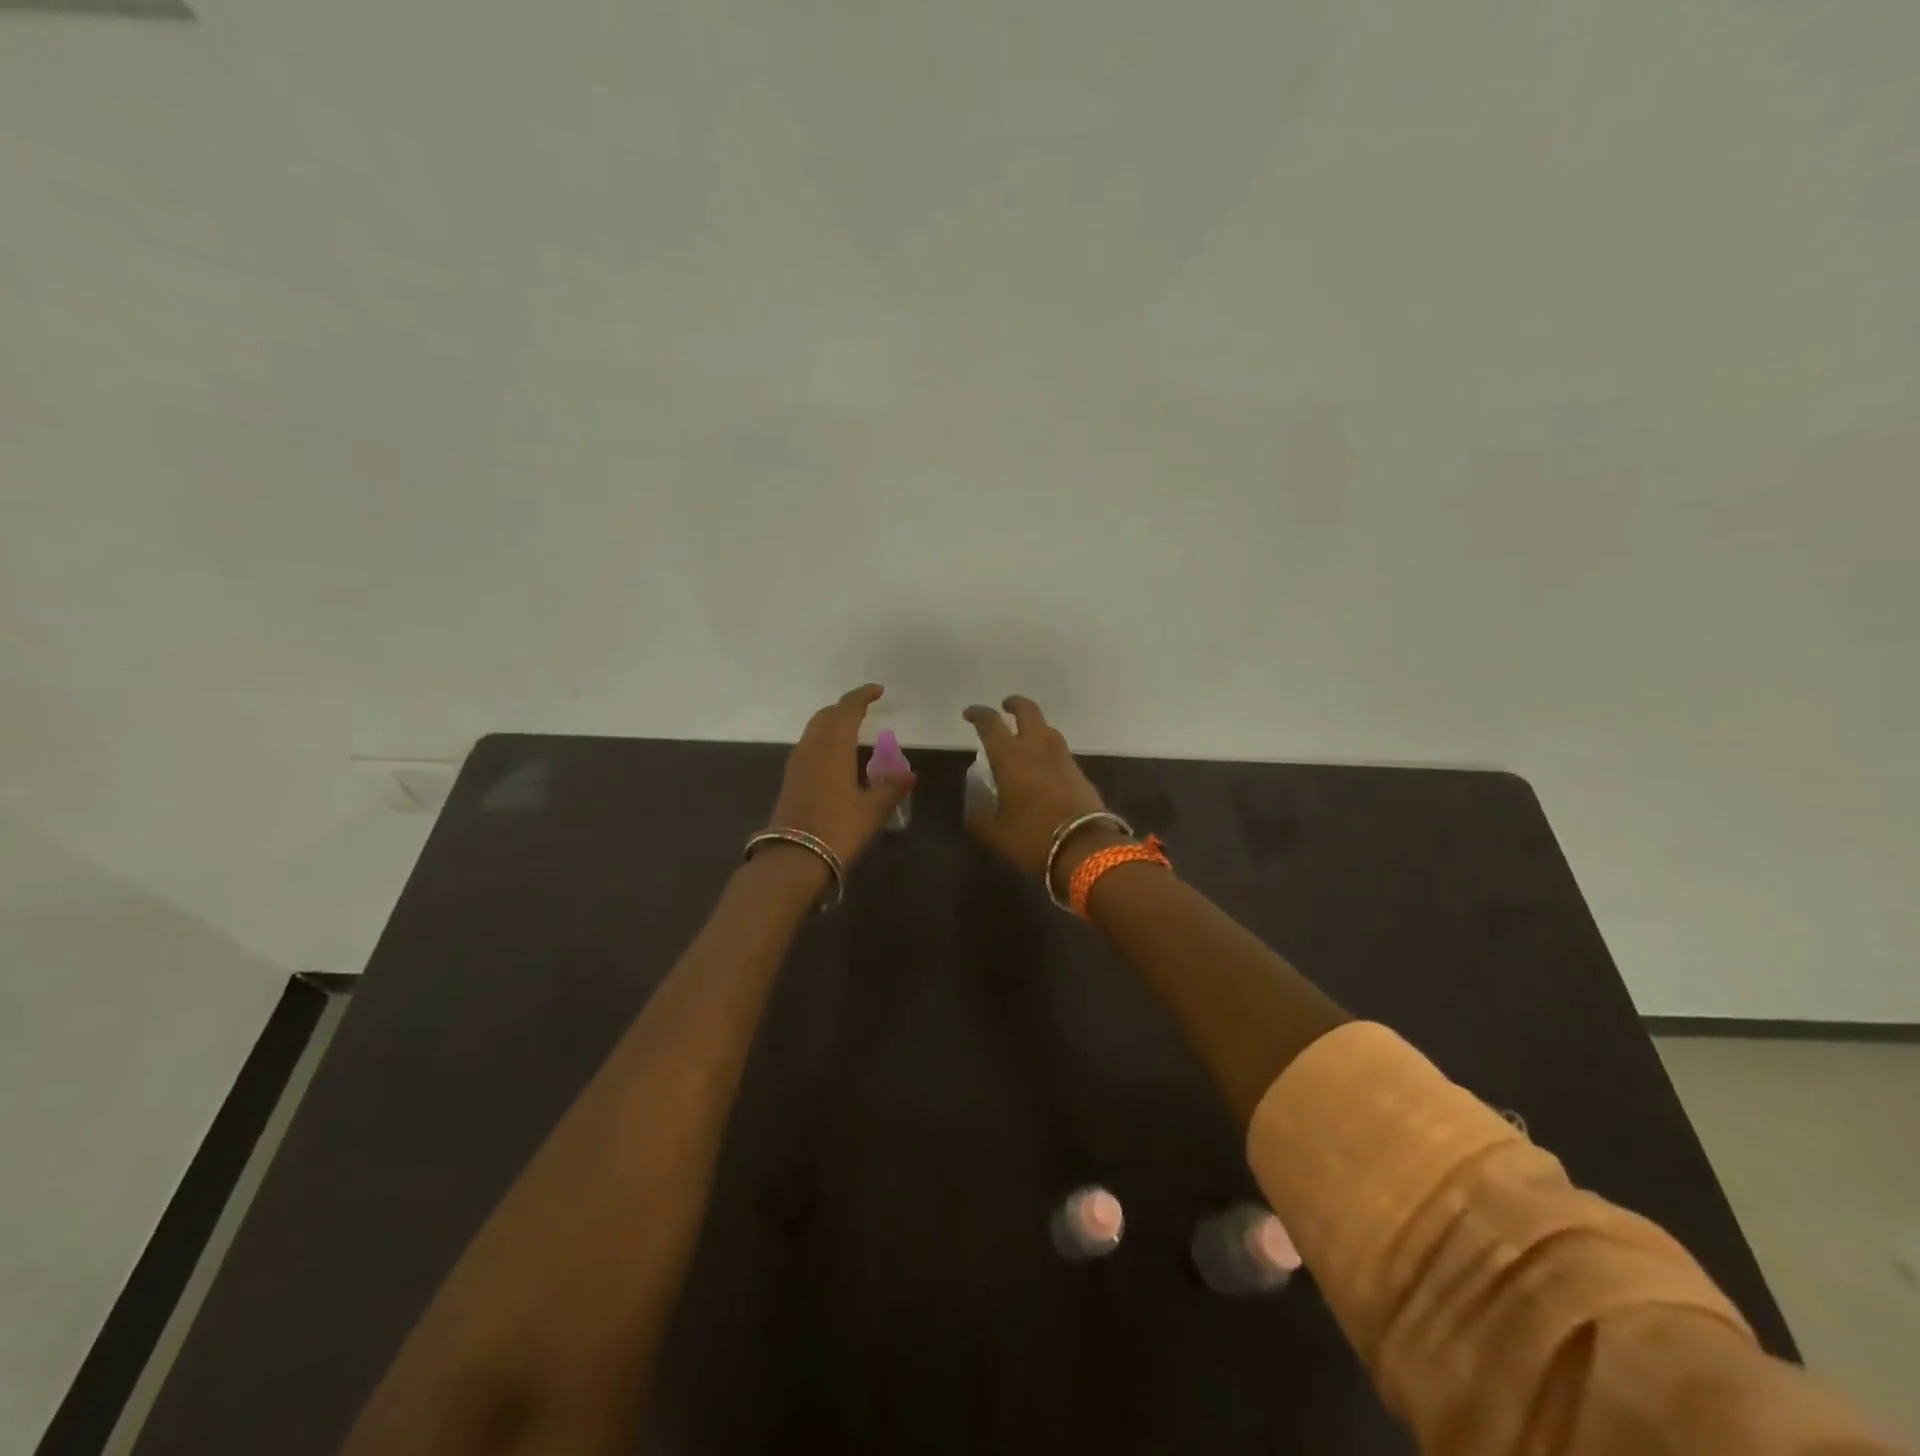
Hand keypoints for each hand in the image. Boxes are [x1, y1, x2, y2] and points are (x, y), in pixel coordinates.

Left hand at [768, 684, 914, 865]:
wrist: (793, 858)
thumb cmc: (837, 828)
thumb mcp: (872, 810)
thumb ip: (890, 788)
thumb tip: (909, 775)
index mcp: (833, 747)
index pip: (847, 710)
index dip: (861, 696)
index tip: (877, 691)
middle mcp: (812, 748)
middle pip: (826, 716)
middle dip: (844, 708)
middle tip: (864, 709)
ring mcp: (798, 763)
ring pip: (814, 730)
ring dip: (832, 724)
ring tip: (852, 730)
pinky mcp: (791, 779)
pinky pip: (809, 747)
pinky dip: (824, 741)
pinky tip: (836, 757)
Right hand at [962, 696, 1111, 891]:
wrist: (1085, 848)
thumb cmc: (1032, 838)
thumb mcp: (996, 834)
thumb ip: (980, 818)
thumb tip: (975, 809)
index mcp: (1010, 757)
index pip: (990, 723)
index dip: (978, 714)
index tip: (969, 714)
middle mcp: (1037, 748)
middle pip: (1028, 711)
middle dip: (1015, 705)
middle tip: (1005, 708)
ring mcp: (1062, 758)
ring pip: (1047, 729)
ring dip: (1034, 726)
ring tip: (1024, 739)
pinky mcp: (1079, 772)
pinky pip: (1059, 750)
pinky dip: (1047, 749)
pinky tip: (1043, 766)